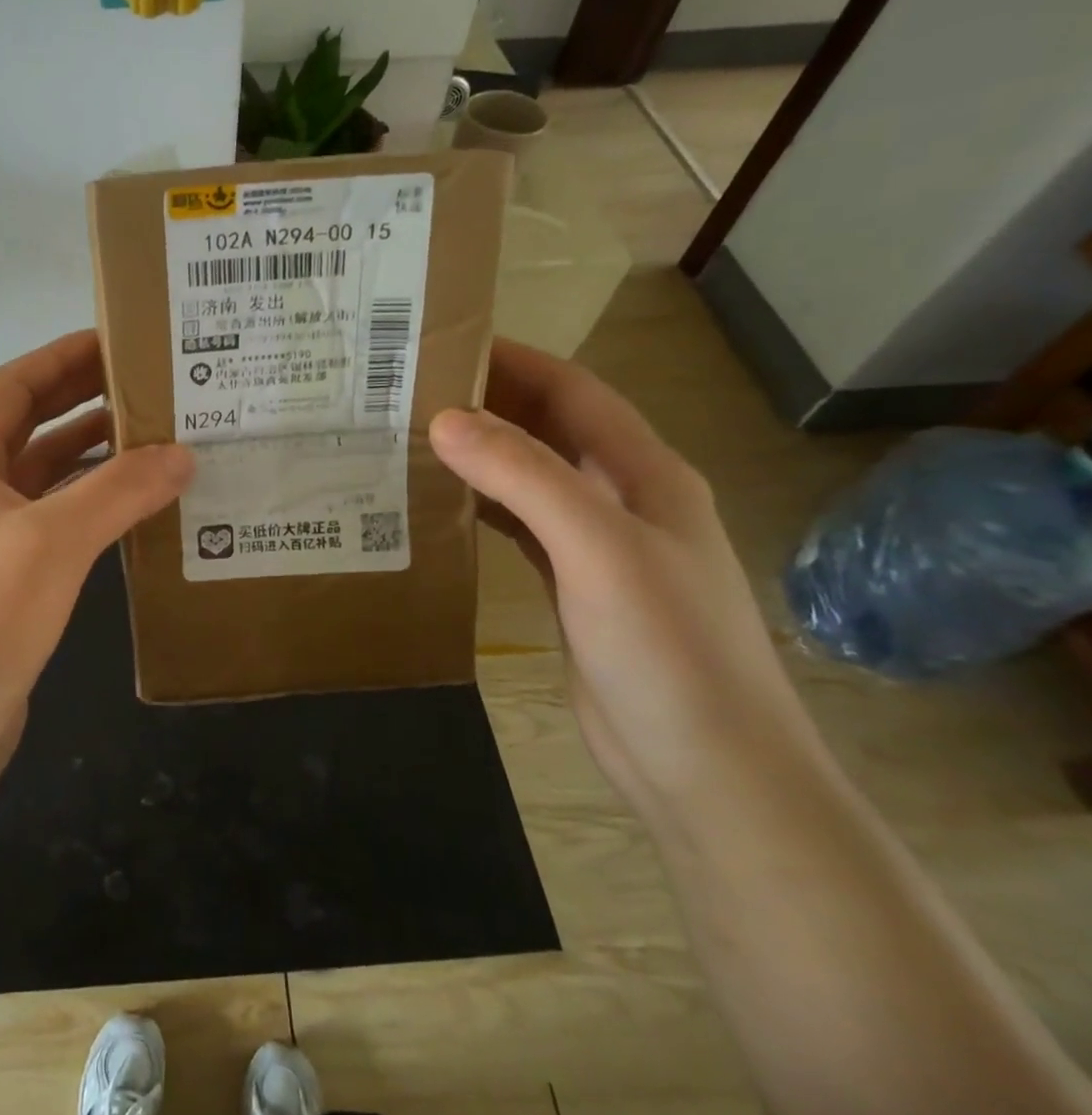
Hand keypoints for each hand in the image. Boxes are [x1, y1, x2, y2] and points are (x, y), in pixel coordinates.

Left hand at [0, 331, 192, 768]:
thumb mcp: (53, 541)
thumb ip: (120, 490)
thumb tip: (183, 454)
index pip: (12, 387)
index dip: (61, 358)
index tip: (116, 341)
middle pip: (26, 428)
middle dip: (81, 402)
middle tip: (146, 386)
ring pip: (39, 480)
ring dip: (88, 458)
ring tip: (151, 441)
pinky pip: (47, 525)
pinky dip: (85, 508)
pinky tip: (127, 511)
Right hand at [430, 340, 826, 822]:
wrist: (708, 771)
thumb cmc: (666, 650)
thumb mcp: (597, 549)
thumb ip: (525, 478)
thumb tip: (443, 419)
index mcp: (643, 473)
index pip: (572, 391)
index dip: (513, 359)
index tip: (441, 343)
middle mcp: (621, 498)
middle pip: (547, 429)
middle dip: (486, 402)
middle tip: (407, 390)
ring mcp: (597, 546)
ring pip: (528, 478)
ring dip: (478, 455)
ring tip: (407, 438)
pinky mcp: (572, 586)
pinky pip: (518, 527)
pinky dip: (479, 506)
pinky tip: (436, 506)